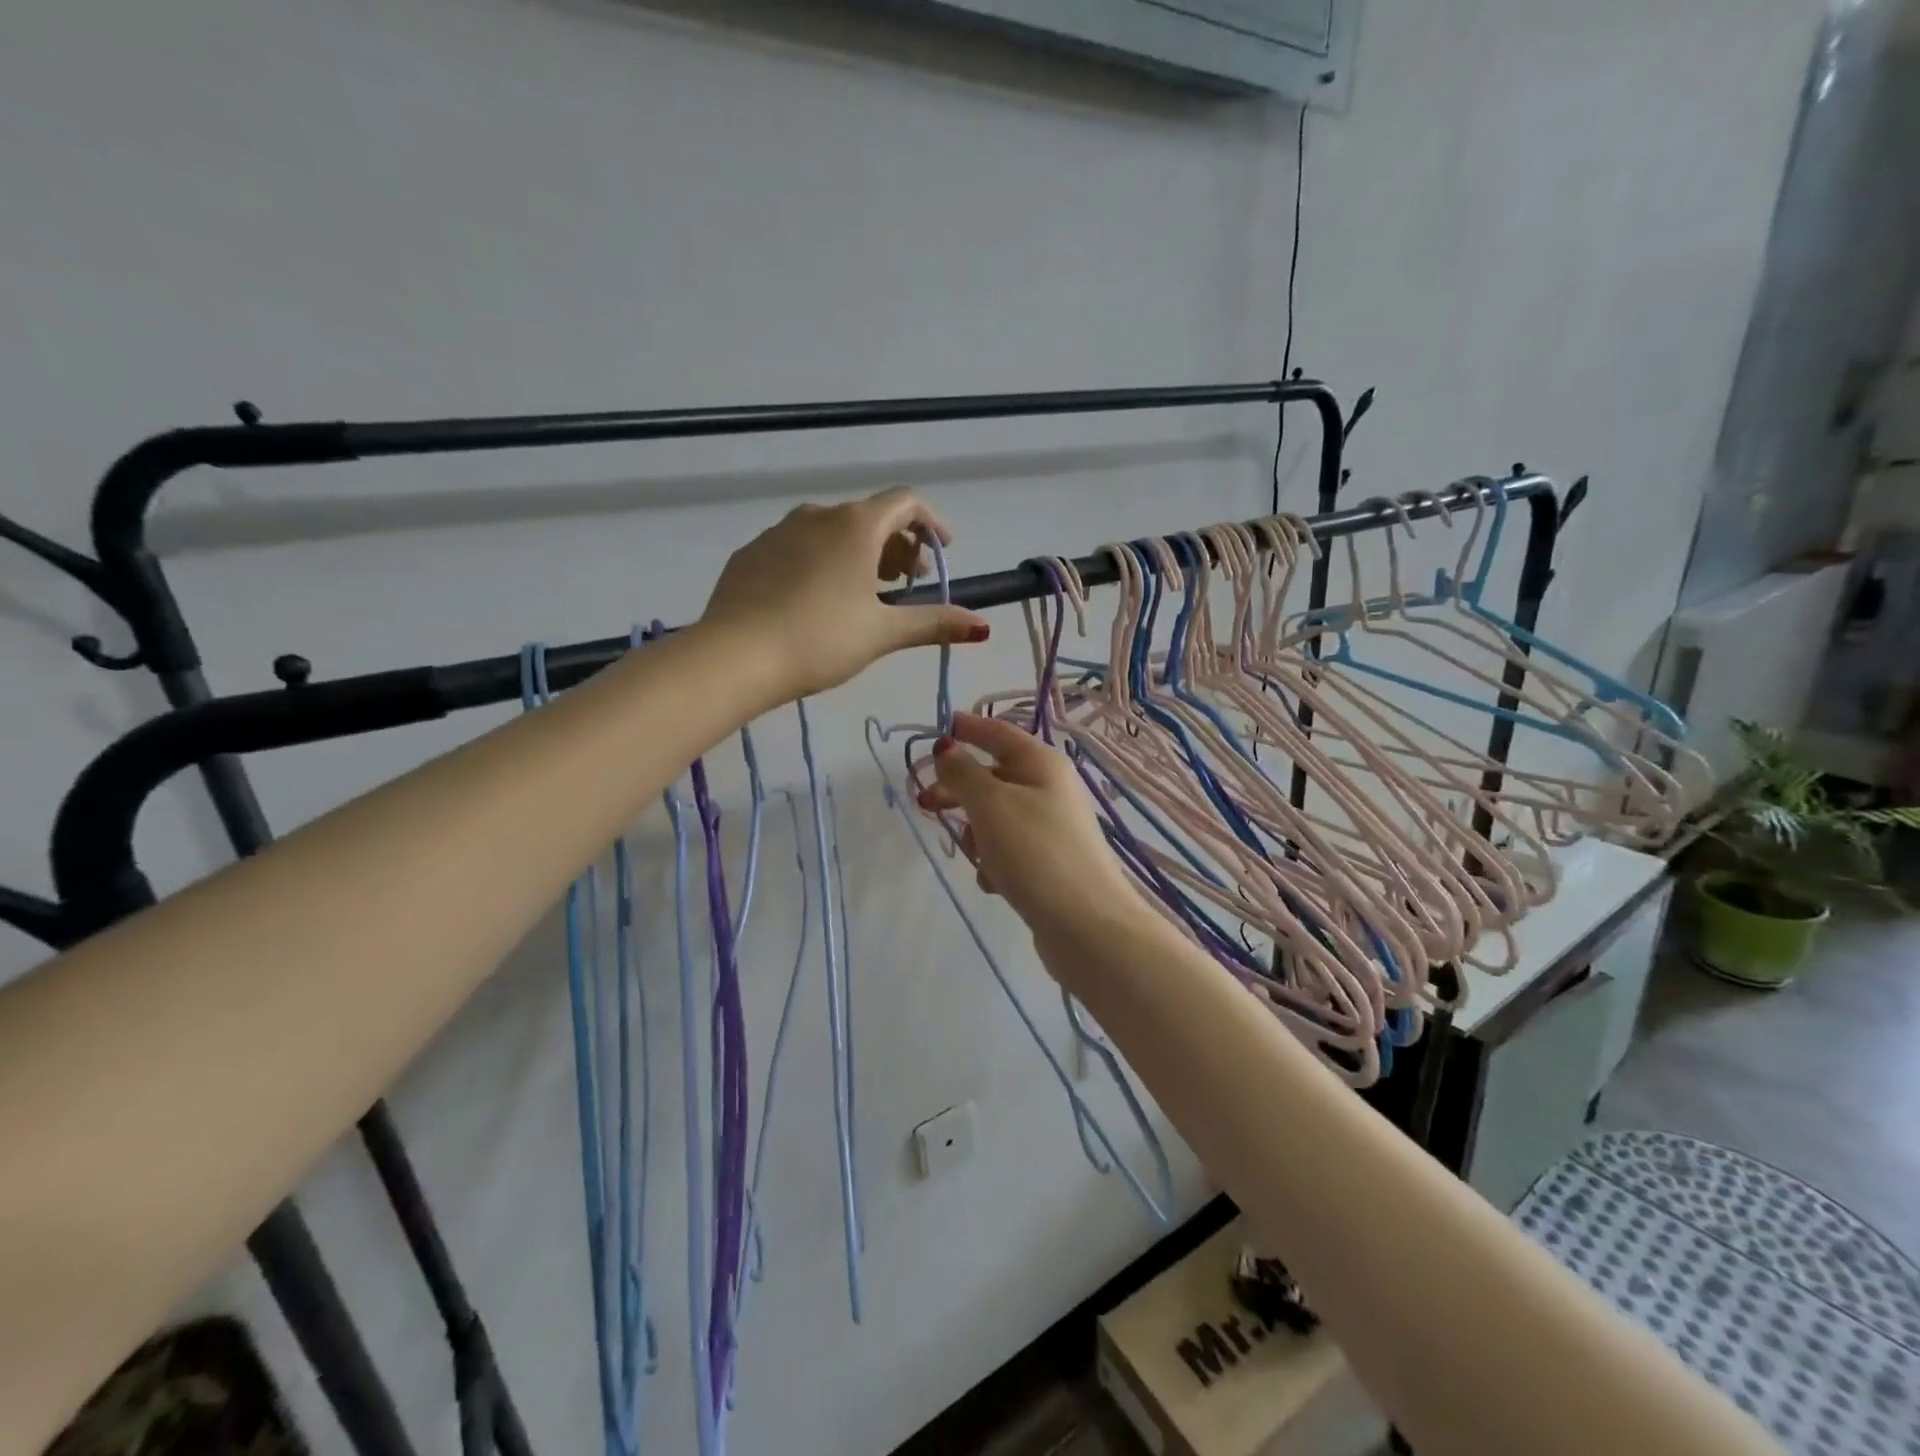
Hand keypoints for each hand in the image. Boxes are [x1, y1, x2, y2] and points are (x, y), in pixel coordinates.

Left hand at [700, 489, 989, 702]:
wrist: (735, 656)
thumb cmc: (820, 640)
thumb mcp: (883, 633)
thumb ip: (934, 623)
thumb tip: (983, 627)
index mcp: (856, 526)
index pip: (906, 503)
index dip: (931, 524)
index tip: (943, 551)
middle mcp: (818, 515)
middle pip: (870, 517)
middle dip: (896, 545)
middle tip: (906, 583)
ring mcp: (778, 531)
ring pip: (831, 531)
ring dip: (858, 554)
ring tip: (864, 593)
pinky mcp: (751, 553)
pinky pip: (798, 547)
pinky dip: (820, 562)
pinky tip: (816, 599)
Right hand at [919, 712, 1146, 948]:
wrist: (1085, 924)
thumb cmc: (1035, 852)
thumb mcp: (991, 805)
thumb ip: (963, 773)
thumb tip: (947, 749)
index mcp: (1041, 764)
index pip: (999, 733)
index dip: (968, 728)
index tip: (938, 728)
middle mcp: (1050, 789)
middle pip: (994, 776)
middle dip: (959, 789)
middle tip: (924, 801)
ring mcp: (1051, 828)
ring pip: (997, 817)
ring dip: (977, 833)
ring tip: (973, 854)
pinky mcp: (1048, 863)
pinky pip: (1009, 850)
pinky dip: (995, 861)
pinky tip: (994, 882)